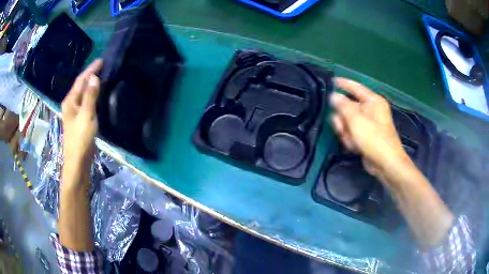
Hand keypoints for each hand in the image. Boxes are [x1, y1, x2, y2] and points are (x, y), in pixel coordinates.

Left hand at [61, 60, 102, 165]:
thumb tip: (94, 77)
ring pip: (84, 94)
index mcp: (70, 101)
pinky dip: (93, 95)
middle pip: (81, 85)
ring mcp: (75, 112)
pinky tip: (99, 94)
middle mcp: (71, 104)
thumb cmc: (80, 139)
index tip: (102, 60)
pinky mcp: (80, 119)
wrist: (78, 161)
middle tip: (105, 67)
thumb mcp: (86, 116)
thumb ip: (90, 97)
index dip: (91, 69)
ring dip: (92, 84)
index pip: (81, 80)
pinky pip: (87, 102)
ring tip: (104, 76)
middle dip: (91, 75)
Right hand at [330, 77, 409, 178]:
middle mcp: (371, 110)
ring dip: (345, 131)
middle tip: (340, 126)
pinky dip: (350, 138)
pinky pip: (352, 132)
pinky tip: (353, 146)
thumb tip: (333, 95)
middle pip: (349, 107)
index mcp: (373, 101)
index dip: (343, 84)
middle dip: (342, 118)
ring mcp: (369, 124)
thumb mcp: (356, 120)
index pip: (356, 87)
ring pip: (348, 121)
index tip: (331, 81)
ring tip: (349, 139)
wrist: (385, 164)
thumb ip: (342, 106)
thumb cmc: (374, 139)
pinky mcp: (366, 136)